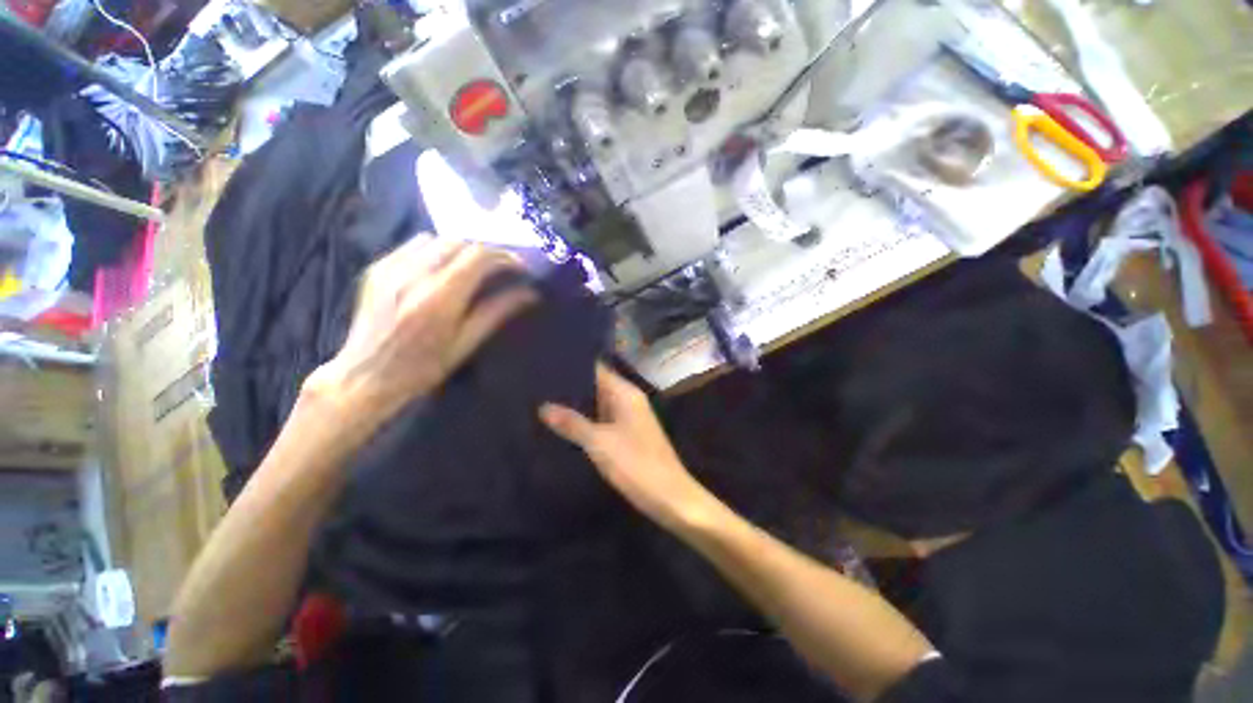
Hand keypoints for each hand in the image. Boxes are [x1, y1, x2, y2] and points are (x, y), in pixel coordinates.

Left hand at [306, 235, 536, 434]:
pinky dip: (436, 250)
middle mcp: (414, 275)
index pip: (478, 257)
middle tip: (500, 268)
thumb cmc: (423, 368)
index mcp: (440, 298)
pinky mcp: (377, 268)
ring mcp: (391, 268)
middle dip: (486, 252)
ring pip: (437, 239)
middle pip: (460, 243)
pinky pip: (413, 245)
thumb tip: (530, 294)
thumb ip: (497, 312)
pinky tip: (441, 269)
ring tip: (472, 268)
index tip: (519, 267)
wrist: (365, 376)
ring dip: (461, 249)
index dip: (504, 257)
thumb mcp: (467, 343)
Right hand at [540, 364, 715, 530]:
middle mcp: (629, 400)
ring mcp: (630, 417)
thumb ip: (572, 423)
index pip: (598, 368)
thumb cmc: (636, 465)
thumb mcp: (600, 443)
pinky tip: (566, 425)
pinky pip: (604, 419)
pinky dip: (587, 420)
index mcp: (626, 393)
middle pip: (598, 385)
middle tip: (540, 384)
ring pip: (600, 403)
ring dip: (578, 404)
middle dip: (572, 386)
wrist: (670, 496)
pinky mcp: (629, 434)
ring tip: (545, 400)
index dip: (575, 365)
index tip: (549, 363)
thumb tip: (544, 406)